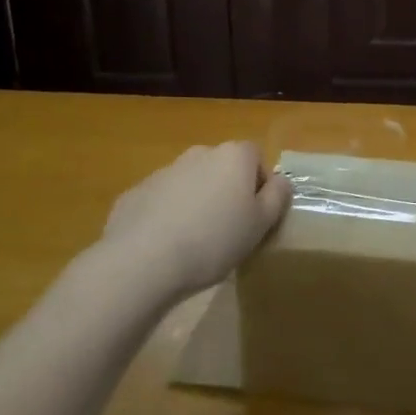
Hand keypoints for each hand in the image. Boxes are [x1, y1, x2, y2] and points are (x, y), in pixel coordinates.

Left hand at [101, 142, 290, 298]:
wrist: (141, 261)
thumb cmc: (213, 240)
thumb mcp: (261, 224)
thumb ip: (278, 196)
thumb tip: (280, 180)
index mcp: (233, 156)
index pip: (256, 156)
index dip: (259, 184)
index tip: (254, 215)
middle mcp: (199, 153)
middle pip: (222, 167)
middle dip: (226, 191)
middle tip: (227, 229)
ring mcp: (164, 171)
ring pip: (191, 183)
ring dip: (196, 202)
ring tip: (193, 242)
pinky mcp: (135, 193)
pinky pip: (161, 200)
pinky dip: (166, 215)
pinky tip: (163, 246)